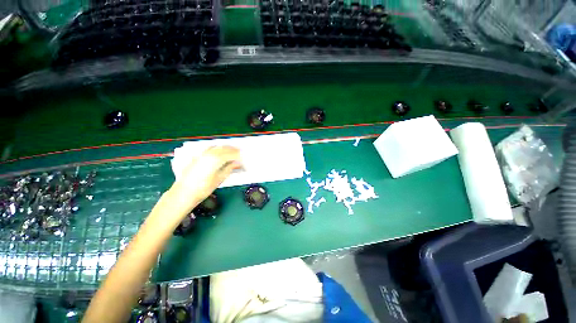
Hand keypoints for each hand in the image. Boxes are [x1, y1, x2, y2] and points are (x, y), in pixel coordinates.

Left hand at [169, 146, 241, 212]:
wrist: (184, 192)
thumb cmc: (204, 188)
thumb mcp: (220, 178)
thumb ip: (229, 168)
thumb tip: (238, 163)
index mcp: (217, 159)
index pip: (232, 154)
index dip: (239, 157)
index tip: (244, 160)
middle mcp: (210, 153)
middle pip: (225, 148)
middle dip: (234, 150)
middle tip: (241, 154)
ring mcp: (202, 154)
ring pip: (218, 146)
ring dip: (226, 148)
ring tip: (233, 152)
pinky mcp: (198, 156)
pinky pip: (210, 148)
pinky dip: (217, 148)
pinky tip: (219, 152)